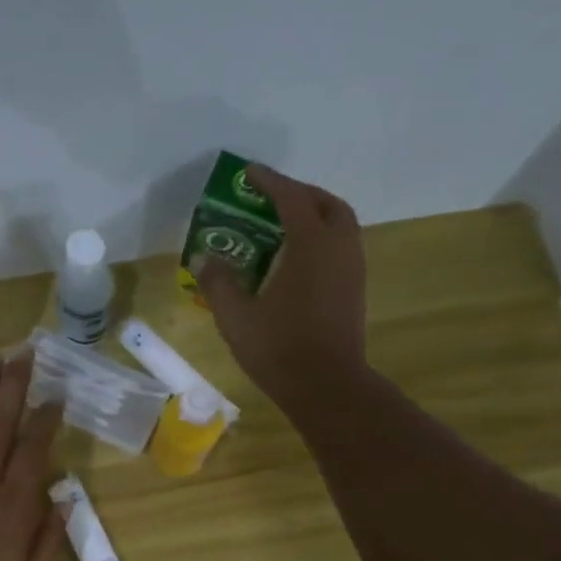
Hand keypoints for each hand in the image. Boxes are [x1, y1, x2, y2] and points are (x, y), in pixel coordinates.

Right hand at [193, 163, 367, 408]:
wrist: (327, 387)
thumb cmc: (280, 349)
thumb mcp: (236, 317)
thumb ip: (218, 282)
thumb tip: (204, 257)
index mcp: (311, 246)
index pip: (291, 199)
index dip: (270, 181)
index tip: (249, 173)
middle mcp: (339, 249)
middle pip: (327, 205)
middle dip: (301, 195)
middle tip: (273, 200)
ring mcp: (353, 271)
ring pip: (341, 227)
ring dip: (316, 218)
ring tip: (285, 229)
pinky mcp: (355, 293)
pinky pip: (342, 250)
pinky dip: (323, 241)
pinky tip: (299, 263)